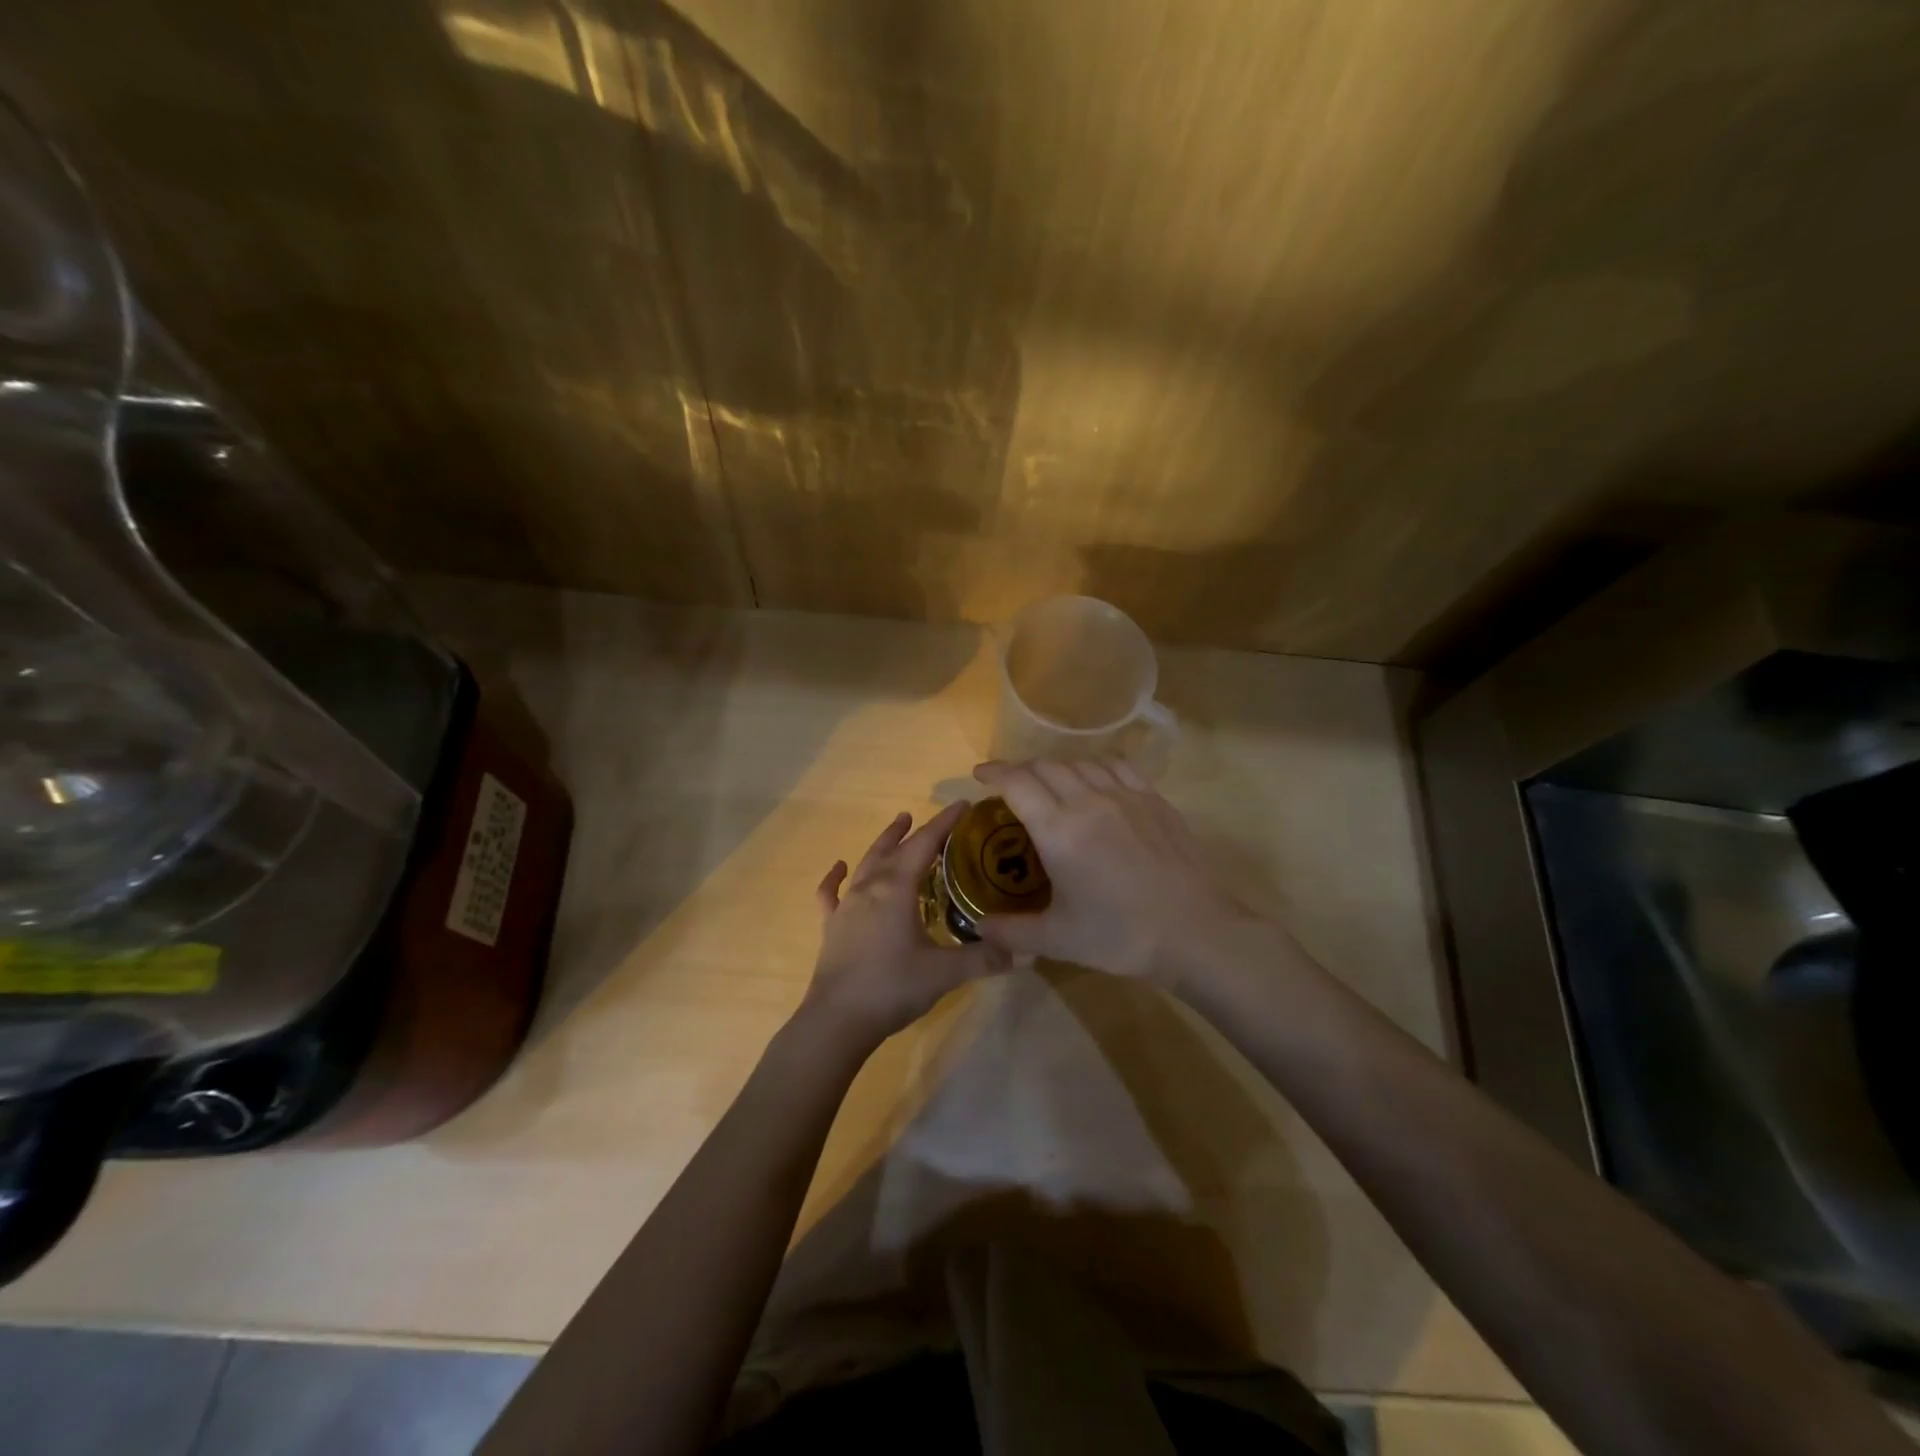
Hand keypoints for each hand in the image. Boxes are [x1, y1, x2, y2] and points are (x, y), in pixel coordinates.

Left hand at [803, 802, 1009, 1052]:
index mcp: (896, 888)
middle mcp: (870, 887)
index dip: (944, 823)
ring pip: (866, 864)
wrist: (837, 1020)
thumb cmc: (892, 987)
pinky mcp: (831, 927)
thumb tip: (1028, 951)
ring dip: (884, 843)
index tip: (963, 805)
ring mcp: (846, 906)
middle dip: (915, 830)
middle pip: (894, 849)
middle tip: (931, 817)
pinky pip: (831, 893)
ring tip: (896, 825)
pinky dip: (835, 877)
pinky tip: (839, 868)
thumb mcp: (945, 972)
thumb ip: (985, 958)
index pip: (924, 844)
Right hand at [970, 758, 1257, 984]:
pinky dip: (1094, 766)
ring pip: (1080, 762)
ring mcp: (1125, 795)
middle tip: (1010, 787)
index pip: (1018, 783)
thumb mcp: (1058, 940)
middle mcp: (1088, 801)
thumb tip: (979, 927)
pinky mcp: (1154, 799)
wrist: (1195, 932)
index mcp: (1059, 830)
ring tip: (1049, 784)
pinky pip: (1116, 766)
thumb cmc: (1121, 936)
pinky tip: (1094, 781)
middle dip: (1021, 770)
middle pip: (1045, 766)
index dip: (994, 773)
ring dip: (1056, 768)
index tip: (980, 775)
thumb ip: (1011, 932)